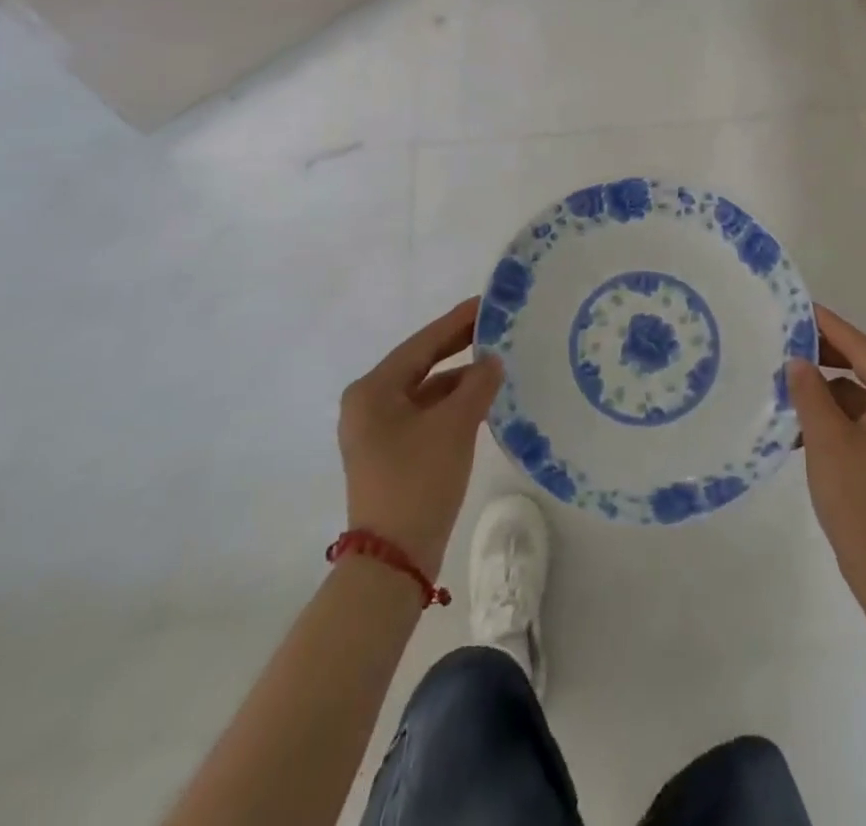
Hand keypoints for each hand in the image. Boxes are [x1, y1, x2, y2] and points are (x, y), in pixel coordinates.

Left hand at [338, 298, 501, 576]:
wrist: (393, 562)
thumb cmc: (418, 481)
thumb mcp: (454, 426)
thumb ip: (477, 385)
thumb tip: (492, 361)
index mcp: (373, 390)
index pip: (422, 343)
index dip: (457, 322)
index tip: (487, 303)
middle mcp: (368, 404)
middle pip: (421, 364)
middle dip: (458, 346)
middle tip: (495, 326)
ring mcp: (377, 431)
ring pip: (425, 390)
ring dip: (459, 378)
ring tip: (497, 362)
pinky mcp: (391, 453)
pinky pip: (425, 414)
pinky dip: (452, 405)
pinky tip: (481, 400)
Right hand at [788, 305, 865, 606]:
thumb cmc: (861, 503)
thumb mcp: (827, 442)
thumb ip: (810, 393)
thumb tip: (797, 361)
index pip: (864, 350)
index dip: (831, 327)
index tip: (801, 308)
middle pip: (865, 370)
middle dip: (826, 356)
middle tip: (786, 342)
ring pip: (860, 397)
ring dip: (825, 390)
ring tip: (786, 383)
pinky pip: (861, 422)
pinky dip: (834, 417)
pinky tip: (800, 425)